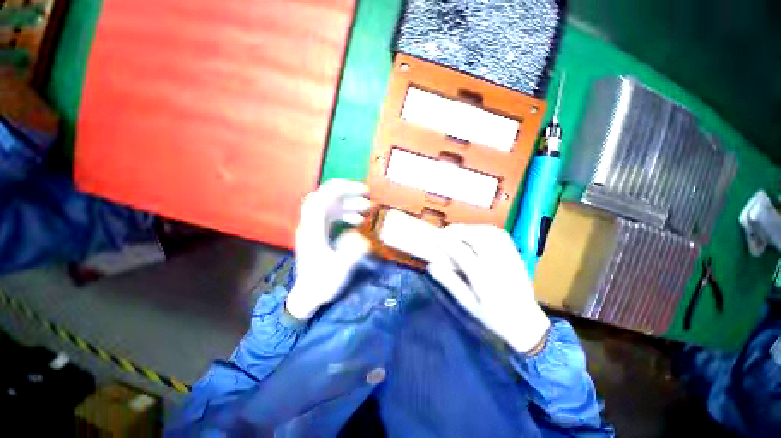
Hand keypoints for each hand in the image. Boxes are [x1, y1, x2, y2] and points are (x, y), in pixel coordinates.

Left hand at [285, 179, 370, 319]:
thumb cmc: (321, 284)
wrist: (307, 296)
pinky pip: (331, 217)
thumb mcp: (339, 270)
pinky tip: (358, 221)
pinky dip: (345, 214)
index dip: (341, 190)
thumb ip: (351, 251)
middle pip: (324, 198)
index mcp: (312, 231)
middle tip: (365, 194)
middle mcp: (310, 225)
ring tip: (366, 208)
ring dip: (348, 204)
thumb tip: (360, 236)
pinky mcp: (318, 234)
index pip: (322, 200)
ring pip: (329, 207)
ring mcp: (313, 229)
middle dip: (345, 192)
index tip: (361, 190)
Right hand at [427, 224, 550, 353]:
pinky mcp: (516, 255)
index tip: (435, 238)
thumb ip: (450, 283)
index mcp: (485, 281)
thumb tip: (431, 266)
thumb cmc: (494, 316)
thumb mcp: (468, 304)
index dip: (447, 242)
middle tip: (445, 233)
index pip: (463, 253)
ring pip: (489, 233)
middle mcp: (498, 265)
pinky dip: (485, 229)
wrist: (526, 322)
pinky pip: (500, 235)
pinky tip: (477, 233)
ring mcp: (510, 258)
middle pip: (477, 238)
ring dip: (471, 228)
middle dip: (458, 231)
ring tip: (459, 232)